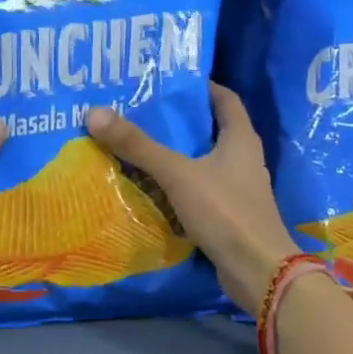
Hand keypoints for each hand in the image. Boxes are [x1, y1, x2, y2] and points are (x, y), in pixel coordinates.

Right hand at [85, 84, 299, 315]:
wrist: (258, 270)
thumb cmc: (225, 211)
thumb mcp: (178, 174)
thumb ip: (139, 146)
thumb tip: (95, 113)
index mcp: (241, 138)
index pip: (224, 99)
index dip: (199, 87)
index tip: (167, 82)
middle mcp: (243, 158)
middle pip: (209, 130)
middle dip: (177, 123)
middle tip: (139, 114)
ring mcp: (238, 189)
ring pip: (202, 163)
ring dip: (175, 156)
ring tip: (137, 147)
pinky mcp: (229, 215)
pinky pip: (199, 191)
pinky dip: (178, 187)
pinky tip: (151, 188)